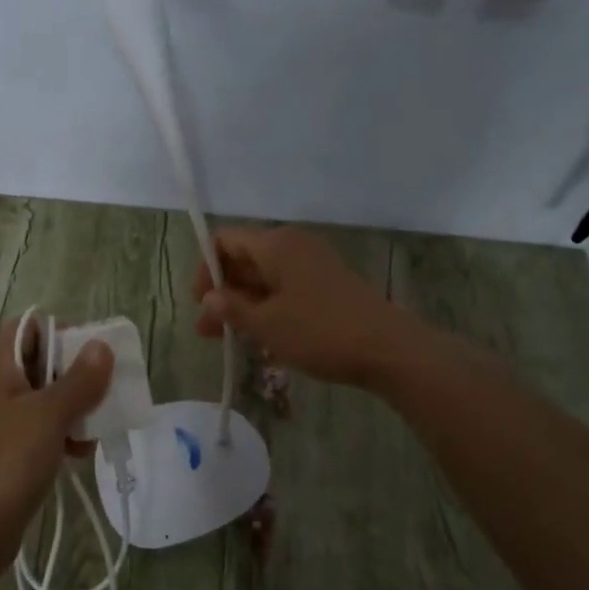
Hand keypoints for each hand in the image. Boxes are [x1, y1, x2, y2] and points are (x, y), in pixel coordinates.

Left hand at [0, 320, 113, 584]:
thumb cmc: (8, 460)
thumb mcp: (49, 415)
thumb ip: (79, 380)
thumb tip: (100, 346)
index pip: (29, 326)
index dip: (60, 331)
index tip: (91, 353)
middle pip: (40, 361)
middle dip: (75, 373)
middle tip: (104, 390)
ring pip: (44, 398)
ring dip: (73, 407)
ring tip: (96, 427)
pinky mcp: (5, 451)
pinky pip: (39, 429)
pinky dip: (61, 434)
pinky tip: (80, 454)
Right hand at [193, 226, 413, 386]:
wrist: (388, 349)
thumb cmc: (320, 332)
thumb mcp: (267, 325)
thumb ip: (232, 308)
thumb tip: (210, 296)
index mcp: (275, 244)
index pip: (224, 240)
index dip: (205, 269)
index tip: (200, 304)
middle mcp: (293, 245)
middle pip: (244, 259)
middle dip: (222, 292)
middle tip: (207, 331)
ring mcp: (313, 264)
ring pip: (265, 277)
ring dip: (243, 304)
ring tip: (228, 339)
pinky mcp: (327, 284)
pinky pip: (286, 288)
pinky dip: (268, 308)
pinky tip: (261, 339)